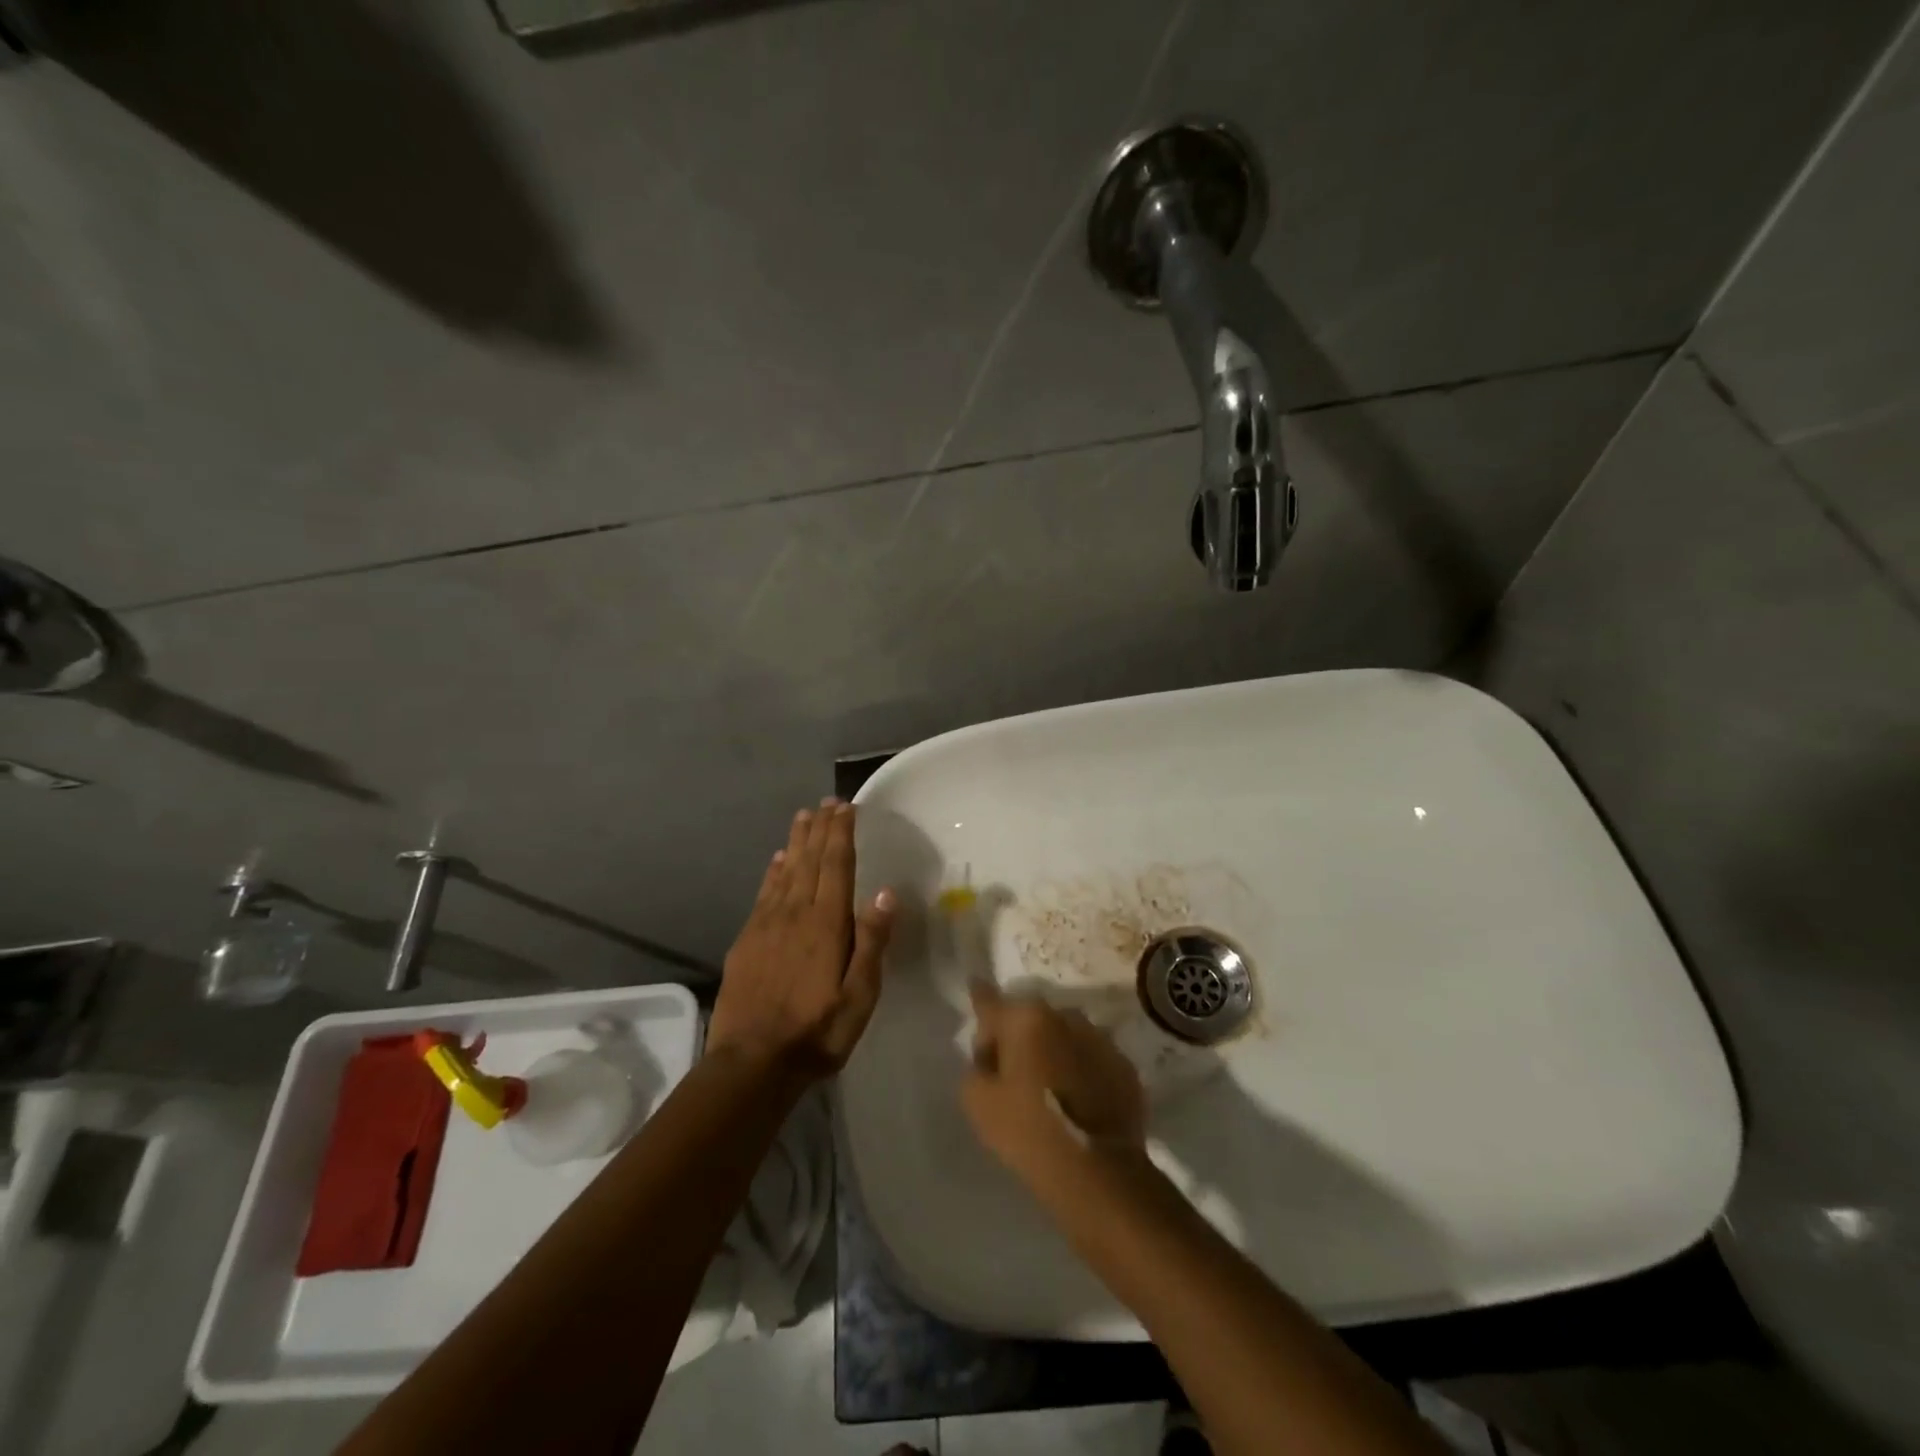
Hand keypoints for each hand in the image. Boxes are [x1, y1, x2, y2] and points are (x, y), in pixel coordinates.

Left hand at [707, 800, 894, 1080]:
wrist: (751, 1063)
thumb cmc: (817, 1032)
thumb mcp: (859, 996)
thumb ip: (872, 942)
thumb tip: (884, 892)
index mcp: (826, 924)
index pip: (836, 866)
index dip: (841, 833)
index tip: (846, 807)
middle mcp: (795, 913)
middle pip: (809, 860)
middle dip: (819, 829)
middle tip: (827, 802)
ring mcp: (766, 925)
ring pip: (785, 871)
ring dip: (796, 842)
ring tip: (803, 817)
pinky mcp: (747, 940)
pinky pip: (763, 894)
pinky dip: (772, 872)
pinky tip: (777, 861)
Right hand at [961, 980, 1146, 1183]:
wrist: (1098, 1172)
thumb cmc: (1028, 1130)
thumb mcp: (977, 1102)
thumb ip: (976, 1067)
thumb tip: (991, 1058)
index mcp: (1025, 1017)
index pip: (990, 1001)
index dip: (979, 1002)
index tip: (975, 991)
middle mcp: (1065, 1015)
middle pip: (1030, 1019)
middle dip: (1019, 1037)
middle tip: (1011, 1073)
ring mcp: (1100, 1039)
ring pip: (1064, 1036)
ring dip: (1053, 1052)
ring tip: (1049, 1089)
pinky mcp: (1125, 1066)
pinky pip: (1092, 1060)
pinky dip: (1081, 1071)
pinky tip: (1077, 1102)